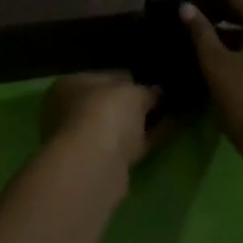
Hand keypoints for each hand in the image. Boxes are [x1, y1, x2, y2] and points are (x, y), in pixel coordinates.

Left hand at [40, 72, 162, 170]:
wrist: (94, 166)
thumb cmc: (105, 113)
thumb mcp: (132, 92)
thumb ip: (146, 91)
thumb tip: (156, 92)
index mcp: (71, 85)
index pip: (104, 77)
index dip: (129, 78)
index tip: (150, 80)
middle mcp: (72, 112)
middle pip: (109, 104)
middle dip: (134, 103)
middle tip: (162, 98)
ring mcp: (85, 140)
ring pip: (119, 127)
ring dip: (142, 122)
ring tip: (171, 114)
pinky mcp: (102, 164)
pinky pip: (129, 145)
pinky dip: (147, 138)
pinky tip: (169, 131)